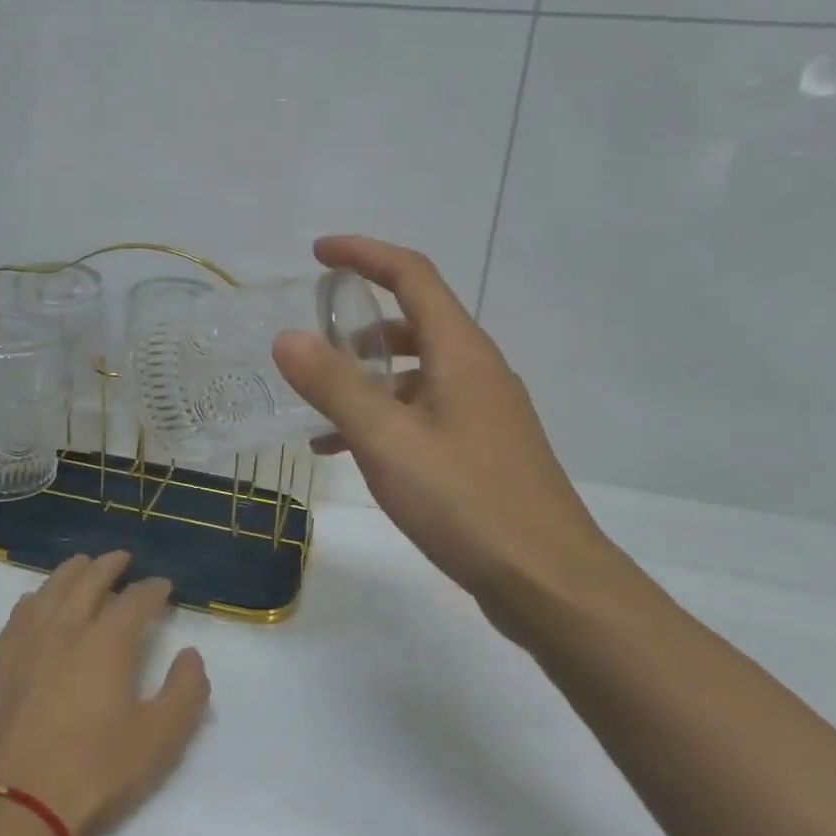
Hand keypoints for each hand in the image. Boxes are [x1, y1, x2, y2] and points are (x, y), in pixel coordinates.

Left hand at [0, 551, 210, 835]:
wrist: (14, 808)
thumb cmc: (93, 773)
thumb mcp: (158, 741)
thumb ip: (185, 692)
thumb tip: (191, 655)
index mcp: (107, 642)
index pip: (136, 599)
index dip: (154, 589)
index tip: (164, 587)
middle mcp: (66, 627)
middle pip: (89, 579)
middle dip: (111, 565)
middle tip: (124, 558)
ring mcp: (28, 641)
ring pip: (52, 587)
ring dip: (73, 571)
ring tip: (84, 566)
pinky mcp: (2, 661)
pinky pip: (22, 611)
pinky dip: (39, 596)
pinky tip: (40, 601)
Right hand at [273, 236, 626, 634]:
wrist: (548, 582)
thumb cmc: (466, 502)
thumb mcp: (387, 441)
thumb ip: (334, 385)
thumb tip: (288, 336)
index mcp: (460, 352)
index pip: (411, 275)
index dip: (364, 254)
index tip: (317, 253)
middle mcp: (476, 369)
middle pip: (414, 320)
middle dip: (359, 322)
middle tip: (312, 339)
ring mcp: (484, 410)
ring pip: (415, 372)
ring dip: (367, 378)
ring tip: (317, 408)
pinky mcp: (482, 447)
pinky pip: (423, 411)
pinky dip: (384, 416)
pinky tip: (347, 452)